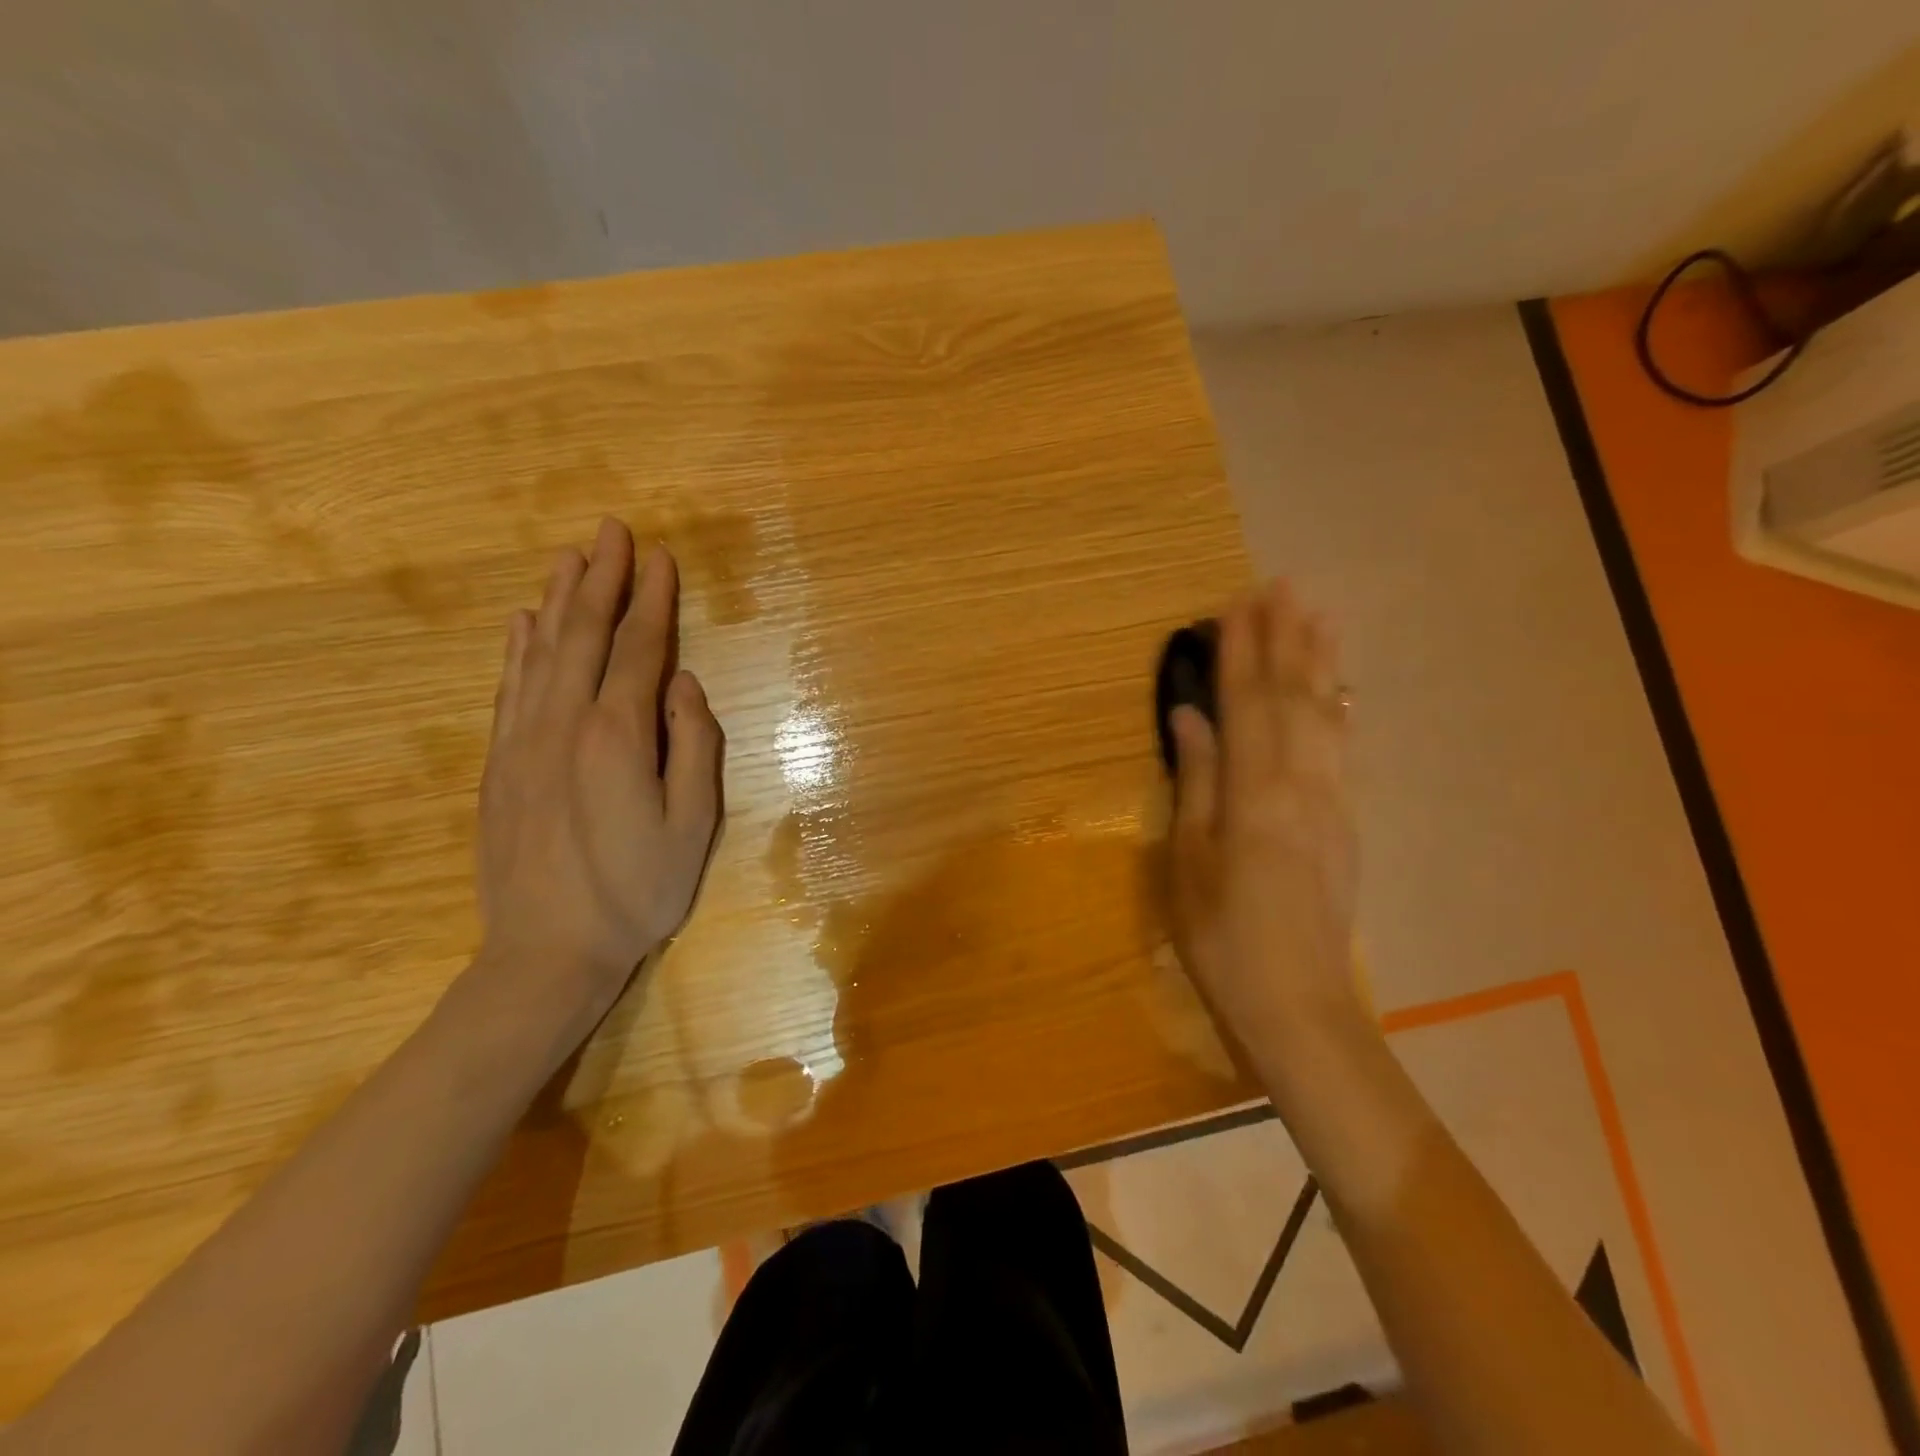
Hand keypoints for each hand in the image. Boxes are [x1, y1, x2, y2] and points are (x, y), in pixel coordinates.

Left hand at [474, 518, 722, 1034]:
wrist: (547, 951)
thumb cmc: (638, 891)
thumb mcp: (693, 825)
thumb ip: (693, 745)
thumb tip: (683, 684)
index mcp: (617, 736)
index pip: (638, 649)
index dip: (652, 600)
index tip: (660, 556)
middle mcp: (564, 724)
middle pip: (584, 635)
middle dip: (602, 578)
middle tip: (612, 530)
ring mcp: (524, 741)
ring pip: (541, 652)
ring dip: (558, 599)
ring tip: (570, 556)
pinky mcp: (500, 763)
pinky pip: (509, 688)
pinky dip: (518, 648)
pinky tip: (523, 621)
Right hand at [1167, 581, 1361, 1050]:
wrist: (1299, 1003)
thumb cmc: (1223, 936)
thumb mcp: (1189, 860)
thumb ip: (1195, 781)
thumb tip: (1190, 716)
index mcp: (1255, 792)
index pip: (1247, 704)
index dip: (1241, 652)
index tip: (1235, 604)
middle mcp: (1303, 784)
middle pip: (1293, 697)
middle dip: (1285, 639)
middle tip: (1282, 586)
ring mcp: (1333, 802)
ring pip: (1327, 715)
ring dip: (1319, 662)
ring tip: (1318, 616)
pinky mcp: (1347, 822)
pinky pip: (1344, 748)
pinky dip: (1339, 708)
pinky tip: (1338, 689)